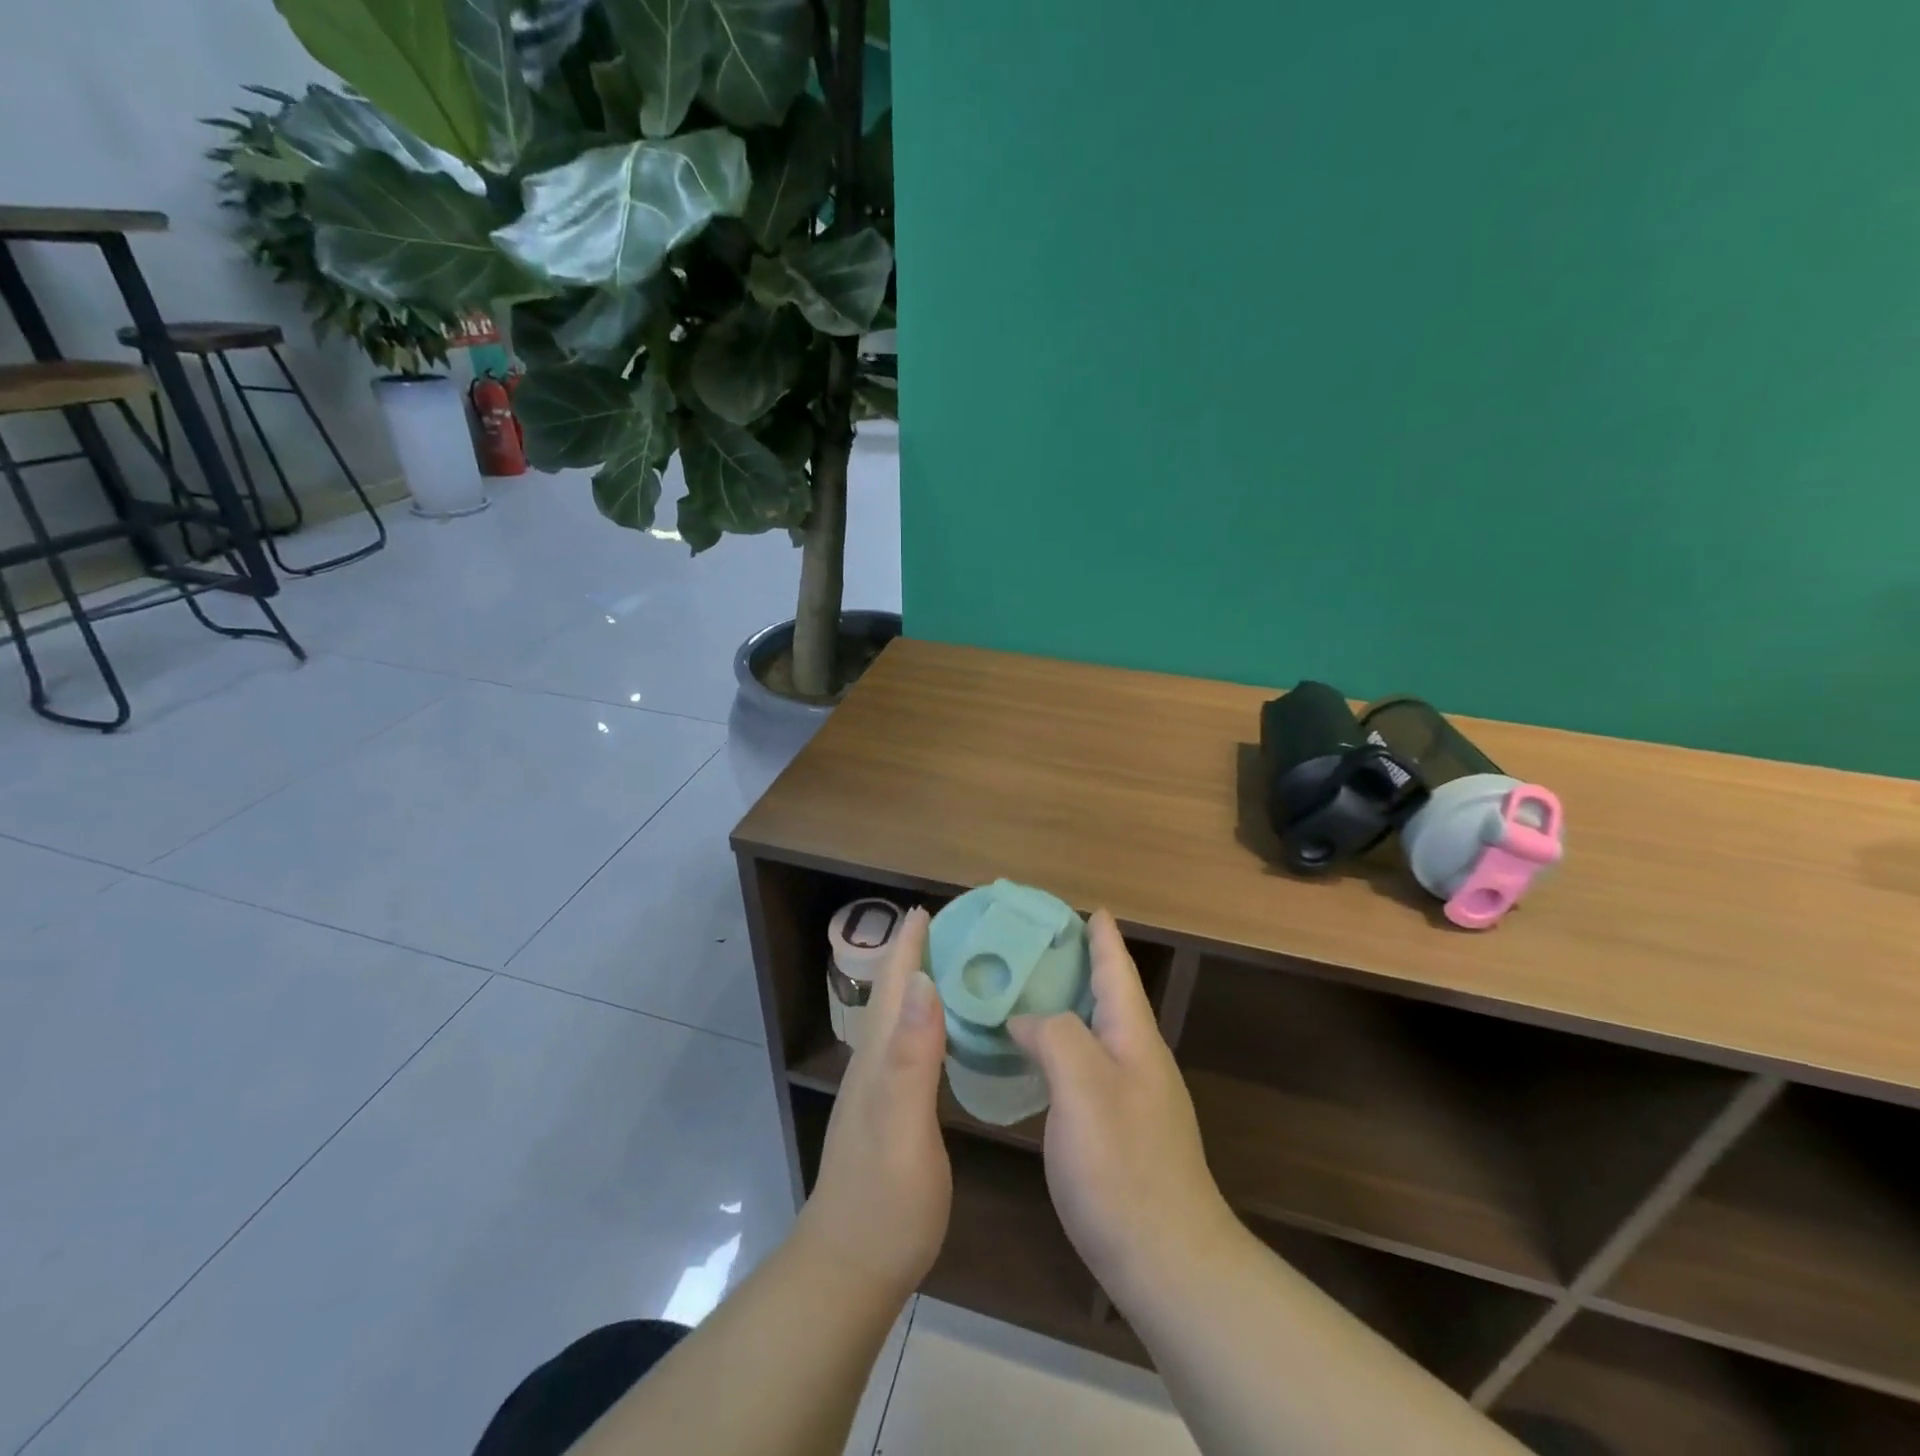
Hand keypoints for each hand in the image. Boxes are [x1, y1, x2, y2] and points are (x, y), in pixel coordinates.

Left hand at [796, 907, 950, 1300]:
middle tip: (956, 925)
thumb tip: (922, 981)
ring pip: (901, 1018)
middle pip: (894, 994)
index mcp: (879, 1057)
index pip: (893, 985)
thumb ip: (912, 1056)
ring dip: (922, 982)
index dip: (908, 945)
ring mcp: (880, 1089)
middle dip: (916, 953)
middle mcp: (875, 1063)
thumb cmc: (885, 1200)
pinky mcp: (892, 1112)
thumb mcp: (903, 1127)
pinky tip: (949, 1029)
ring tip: (957, 962)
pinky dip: (930, 1021)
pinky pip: (912, 1046)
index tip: (930, 906)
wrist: (852, 1268)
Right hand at [1009, 911, 1241, 1309]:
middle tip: (1035, 946)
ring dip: (1065, 1006)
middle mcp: (1137, 1059)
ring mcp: (1132, 1097)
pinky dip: (1059, 1048)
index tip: (1087, 907)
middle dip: (1079, 965)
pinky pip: (1085, 1067)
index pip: (1117, 970)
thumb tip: (1026, 1019)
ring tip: (1024, 993)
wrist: (1167, 1263)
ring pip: (1094, 1032)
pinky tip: (1033, 1060)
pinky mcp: (1119, 1131)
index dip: (1102, 937)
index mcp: (1133, 1038)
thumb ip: (1055, 1035)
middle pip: (1108, 996)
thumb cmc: (1123, 1167)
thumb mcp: (1083, 1086)